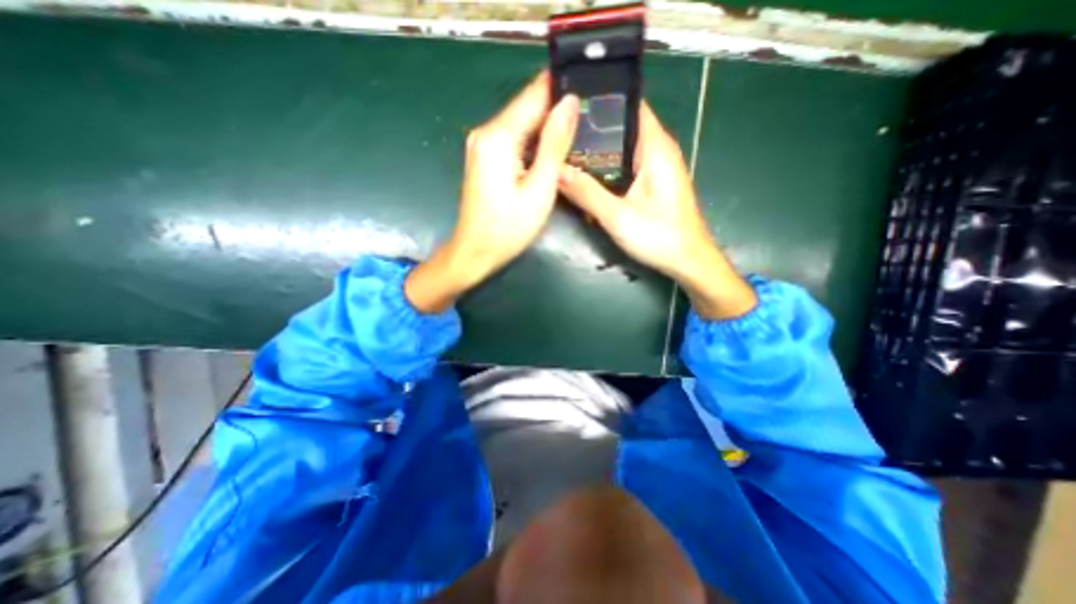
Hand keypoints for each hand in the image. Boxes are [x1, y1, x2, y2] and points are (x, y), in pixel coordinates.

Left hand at [403, 74, 574, 312]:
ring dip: (546, 130)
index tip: (589, 93)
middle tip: (588, 123)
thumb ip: (554, 144)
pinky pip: (513, 141)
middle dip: (556, 112)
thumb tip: (570, 102)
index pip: (534, 94)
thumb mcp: (539, 188)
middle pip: (527, 108)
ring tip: (575, 138)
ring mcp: (482, 145)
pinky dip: (532, 144)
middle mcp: (485, 132)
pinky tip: (550, 155)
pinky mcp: (484, 158)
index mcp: (498, 136)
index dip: (562, 90)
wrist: (475, 252)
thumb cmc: (509, 227)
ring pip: (521, 124)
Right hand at [554, 105, 755, 320]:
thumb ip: (587, 193)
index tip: (568, 106)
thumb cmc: (660, 237)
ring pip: (621, 148)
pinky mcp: (651, 182)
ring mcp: (655, 167)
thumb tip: (556, 171)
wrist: (688, 261)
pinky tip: (586, 180)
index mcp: (654, 147)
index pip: (628, 105)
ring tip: (565, 154)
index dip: (599, 100)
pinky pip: (624, 166)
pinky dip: (606, 170)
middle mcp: (657, 149)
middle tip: (558, 135)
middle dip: (591, 130)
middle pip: (620, 126)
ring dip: (596, 153)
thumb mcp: (618, 217)